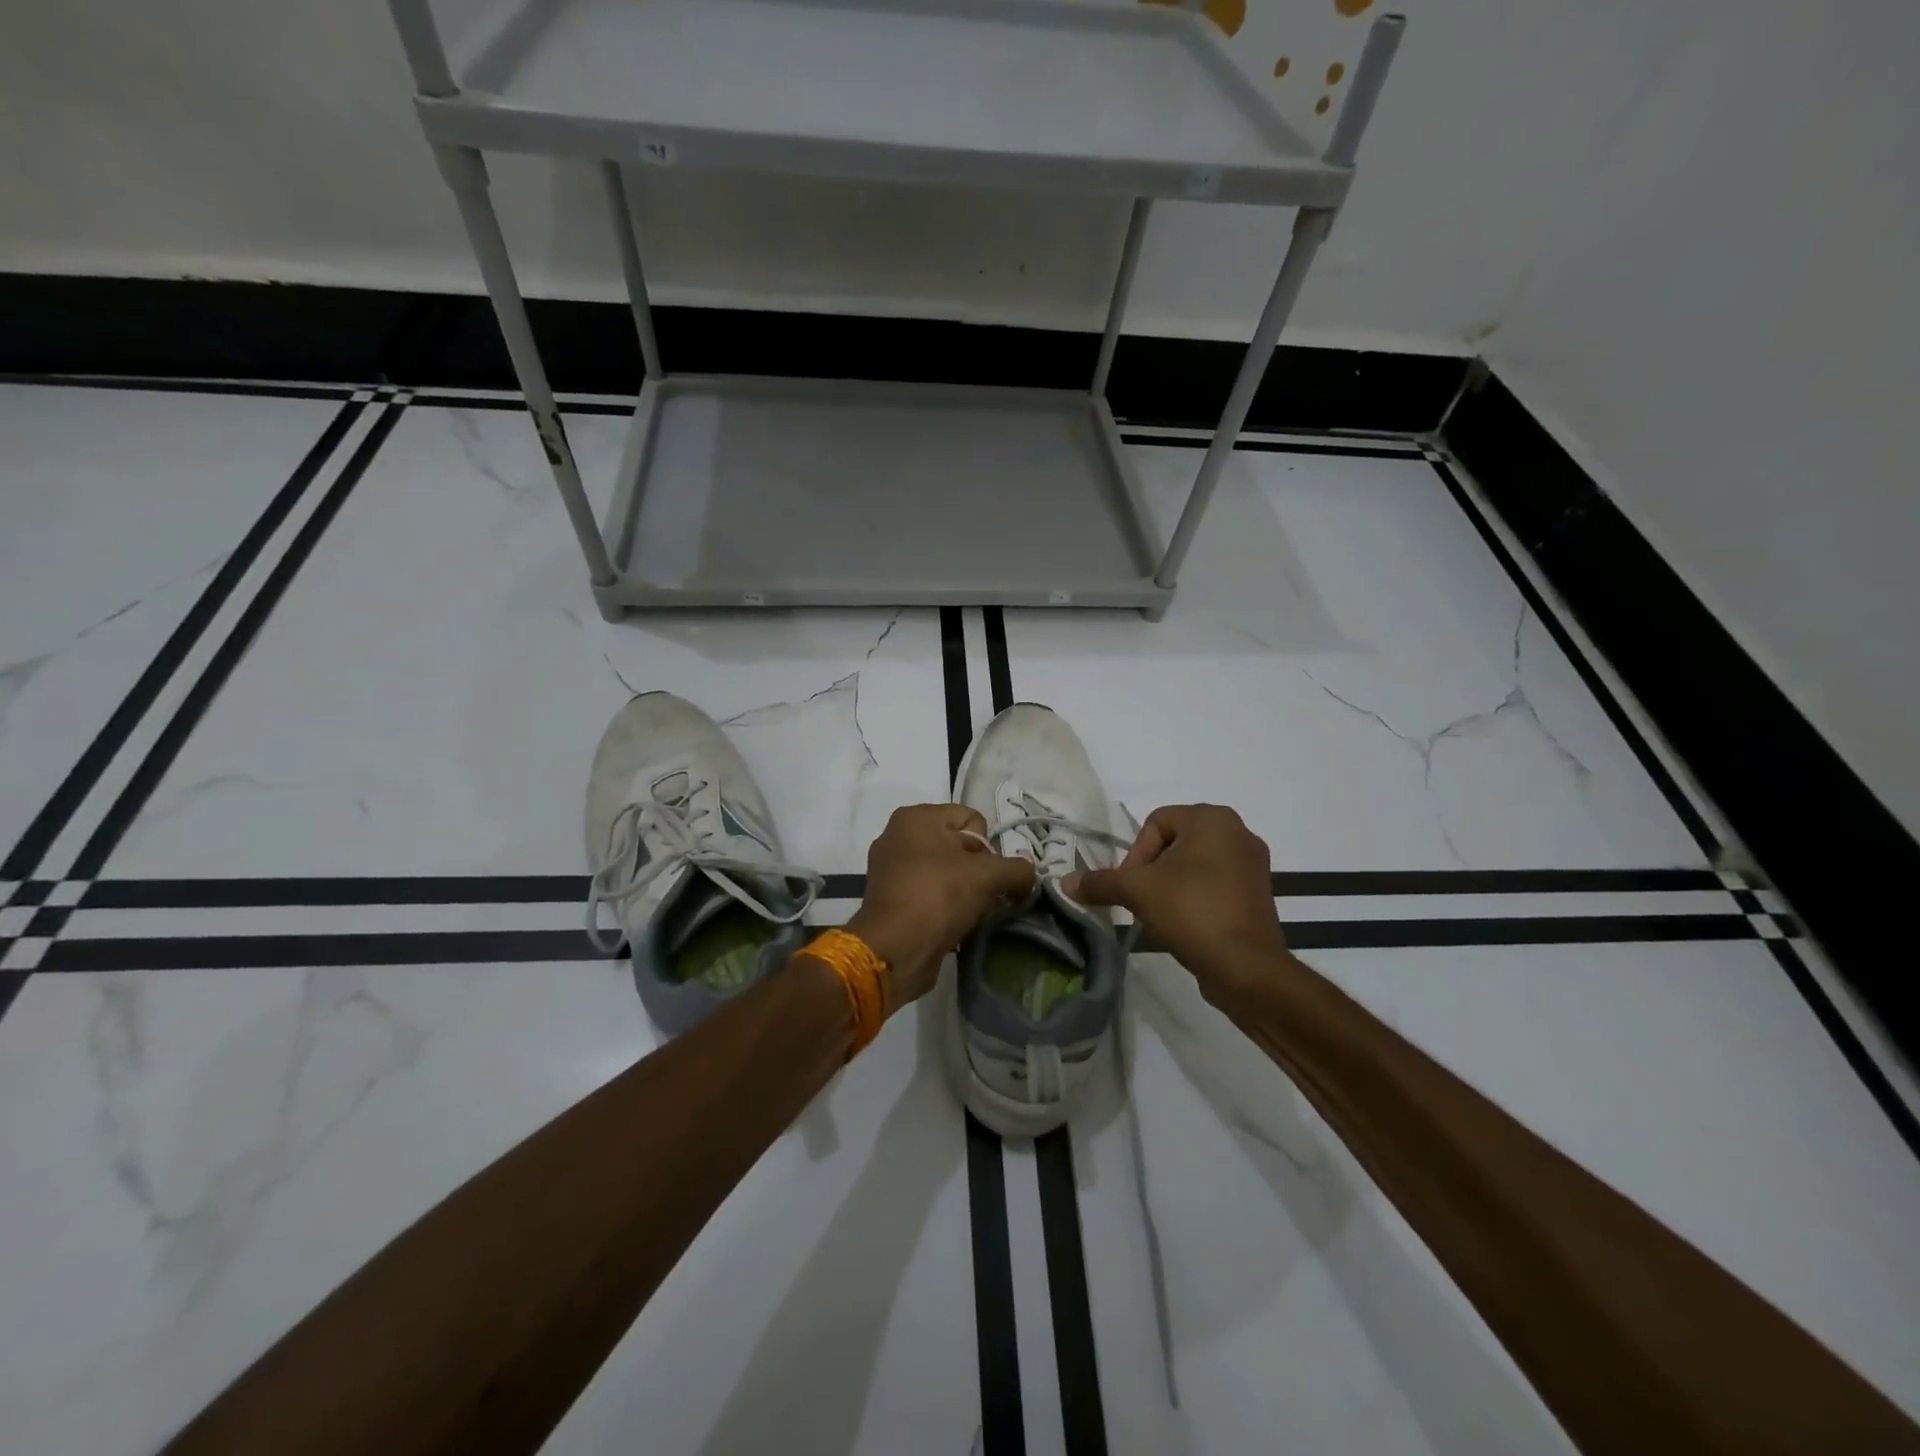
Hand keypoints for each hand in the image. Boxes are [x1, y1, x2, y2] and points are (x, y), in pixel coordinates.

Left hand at [848, 804, 1036, 1015]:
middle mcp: (898, 836)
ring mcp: (891, 869)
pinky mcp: (891, 899)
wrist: (894, 951)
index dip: (989, 848)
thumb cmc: (938, 897)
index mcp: (916, 817)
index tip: (988, 874)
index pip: (972, 819)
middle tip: (983, 896)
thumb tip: (1029, 876)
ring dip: (965, 892)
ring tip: (970, 914)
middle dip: (979, 871)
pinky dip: (946, 907)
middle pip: (960, 846)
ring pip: (947, 873)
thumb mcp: (988, 876)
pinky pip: (931, 894)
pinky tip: (954, 925)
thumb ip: (1018, 869)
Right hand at [1065, 804, 1292, 999]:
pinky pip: (1216, 883)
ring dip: (1172, 884)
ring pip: (1195, 864)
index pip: (1156, 822)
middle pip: (1175, 842)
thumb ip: (1100, 882)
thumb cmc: (1192, 911)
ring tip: (1162, 913)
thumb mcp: (1137, 892)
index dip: (1136, 854)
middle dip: (1152, 870)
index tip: (1131, 887)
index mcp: (1212, 818)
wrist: (1247, 967)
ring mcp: (1254, 863)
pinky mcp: (1259, 892)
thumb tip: (1065, 882)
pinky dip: (1196, 897)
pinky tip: (1186, 923)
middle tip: (1142, 900)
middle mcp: (1238, 831)